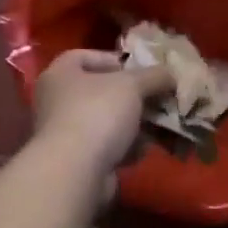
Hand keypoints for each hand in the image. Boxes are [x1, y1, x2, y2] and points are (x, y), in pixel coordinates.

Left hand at [32, 50, 175, 175]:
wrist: (76, 171)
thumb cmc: (98, 113)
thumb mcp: (132, 85)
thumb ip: (154, 76)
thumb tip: (171, 75)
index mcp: (60, 74)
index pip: (84, 56)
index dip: (114, 60)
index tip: (140, 70)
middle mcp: (56, 101)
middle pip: (100, 91)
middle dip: (132, 96)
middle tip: (158, 98)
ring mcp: (64, 133)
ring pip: (106, 121)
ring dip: (133, 124)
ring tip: (159, 124)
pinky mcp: (76, 161)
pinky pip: (106, 147)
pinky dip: (125, 148)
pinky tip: (144, 149)